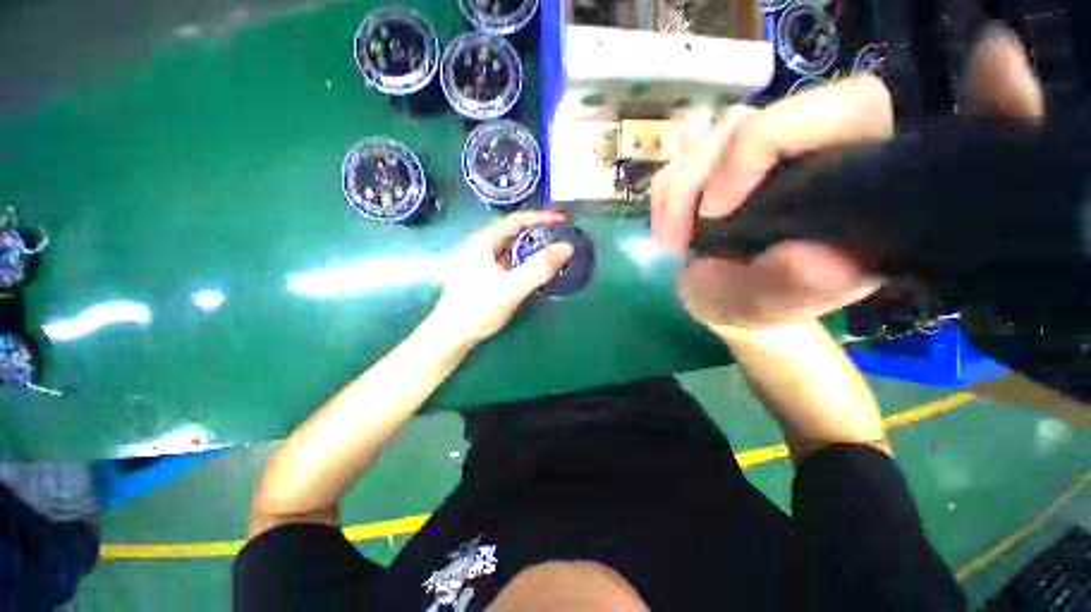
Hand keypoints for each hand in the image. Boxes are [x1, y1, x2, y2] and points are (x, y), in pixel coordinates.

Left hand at [432, 211, 573, 343]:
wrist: (451, 335)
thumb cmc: (479, 308)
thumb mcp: (513, 287)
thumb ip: (540, 267)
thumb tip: (567, 247)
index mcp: (484, 241)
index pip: (517, 219)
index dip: (542, 217)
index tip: (564, 221)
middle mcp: (481, 246)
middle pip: (515, 232)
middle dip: (540, 233)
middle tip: (563, 239)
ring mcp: (482, 261)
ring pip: (513, 248)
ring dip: (533, 249)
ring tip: (555, 254)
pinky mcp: (484, 275)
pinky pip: (510, 262)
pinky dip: (526, 262)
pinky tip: (537, 273)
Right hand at [653, 29, 1043, 329]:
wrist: (724, 303)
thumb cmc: (758, 309)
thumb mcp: (772, 309)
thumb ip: (796, 290)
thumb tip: (818, 258)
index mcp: (859, 186)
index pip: (870, 116)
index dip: (874, 105)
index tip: (928, 92)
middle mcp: (818, 155)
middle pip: (784, 111)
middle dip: (732, 160)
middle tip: (705, 221)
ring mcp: (762, 156)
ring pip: (722, 130)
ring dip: (684, 184)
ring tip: (674, 240)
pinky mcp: (719, 165)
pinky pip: (685, 155)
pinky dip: (666, 192)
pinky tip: (667, 230)